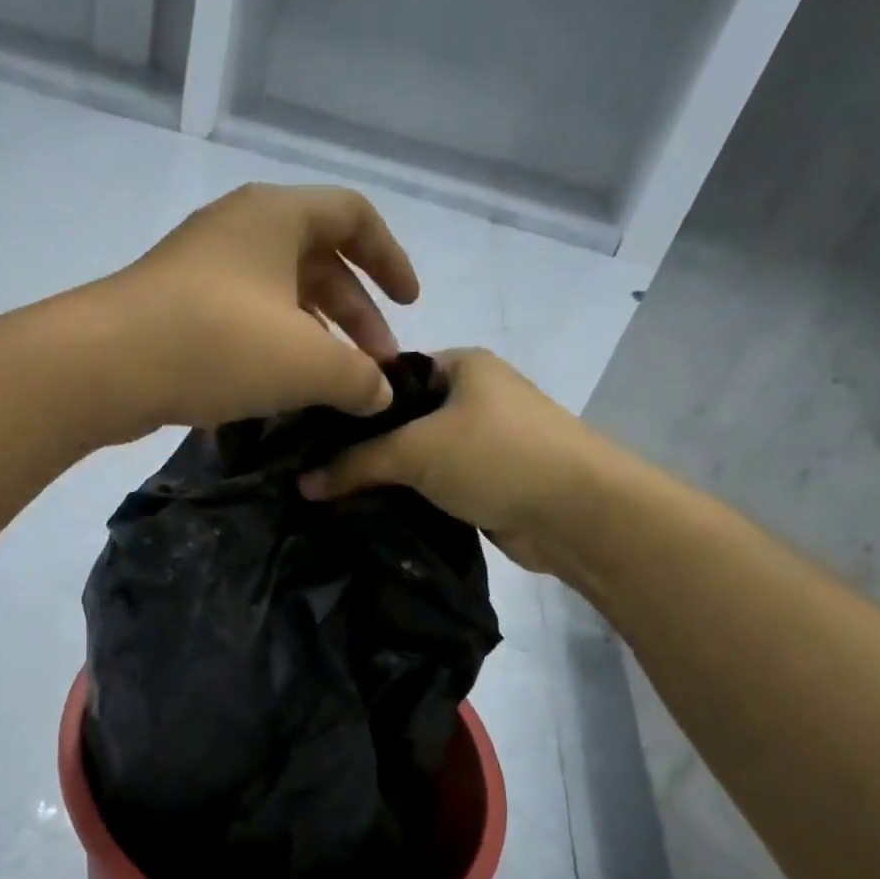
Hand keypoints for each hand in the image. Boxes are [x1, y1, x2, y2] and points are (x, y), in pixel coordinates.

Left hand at [88, 184, 419, 439]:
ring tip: (332, 387)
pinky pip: (244, 318)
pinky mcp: (176, 306)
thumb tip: (380, 394)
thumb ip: (357, 377)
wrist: (106, 365)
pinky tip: (281, 391)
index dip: (391, 259)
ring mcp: (202, 267)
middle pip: (319, 261)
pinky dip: (274, 348)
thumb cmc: (218, 344)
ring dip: (315, 336)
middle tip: (374, 367)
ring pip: (279, 295)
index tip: (410, 306)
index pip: (355, 216)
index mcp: (278, 215)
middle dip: (356, 314)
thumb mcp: (306, 363)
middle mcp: (240, 229)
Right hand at [299, 348, 607, 573]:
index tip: (308, 433)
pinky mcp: (487, 482)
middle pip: (401, 418)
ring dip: (385, 477)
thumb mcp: (417, 451)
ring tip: (332, 496)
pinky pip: (434, 485)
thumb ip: (357, 463)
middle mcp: (473, 396)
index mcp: (462, 365)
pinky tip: (371, 513)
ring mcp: (483, 441)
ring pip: (417, 456)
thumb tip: (303, 483)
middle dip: (363, 446)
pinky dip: (409, 498)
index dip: (351, 401)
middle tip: (313, 471)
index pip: (389, 375)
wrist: (577, 513)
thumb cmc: (497, 457)